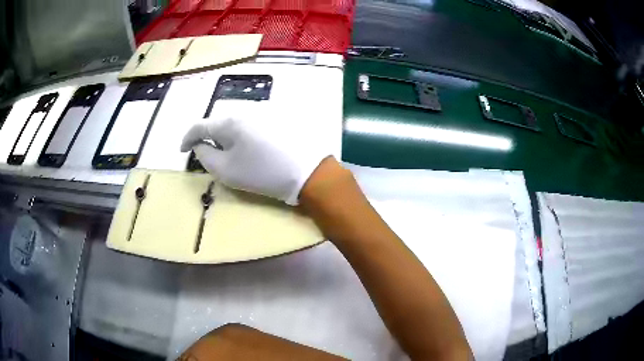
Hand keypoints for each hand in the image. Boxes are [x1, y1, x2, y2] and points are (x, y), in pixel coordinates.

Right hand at [181, 101, 330, 204]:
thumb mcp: (227, 171)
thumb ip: (205, 156)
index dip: (187, 138)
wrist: (308, 171)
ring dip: (228, 134)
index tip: (183, 149)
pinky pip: (252, 121)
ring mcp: (265, 109)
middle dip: (210, 136)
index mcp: (229, 121)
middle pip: (219, 121)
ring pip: (236, 120)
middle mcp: (245, 108)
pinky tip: (254, 146)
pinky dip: (245, 132)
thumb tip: (199, 145)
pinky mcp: (279, 115)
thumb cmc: (263, 173)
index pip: (200, 125)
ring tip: (233, 152)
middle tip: (211, 154)